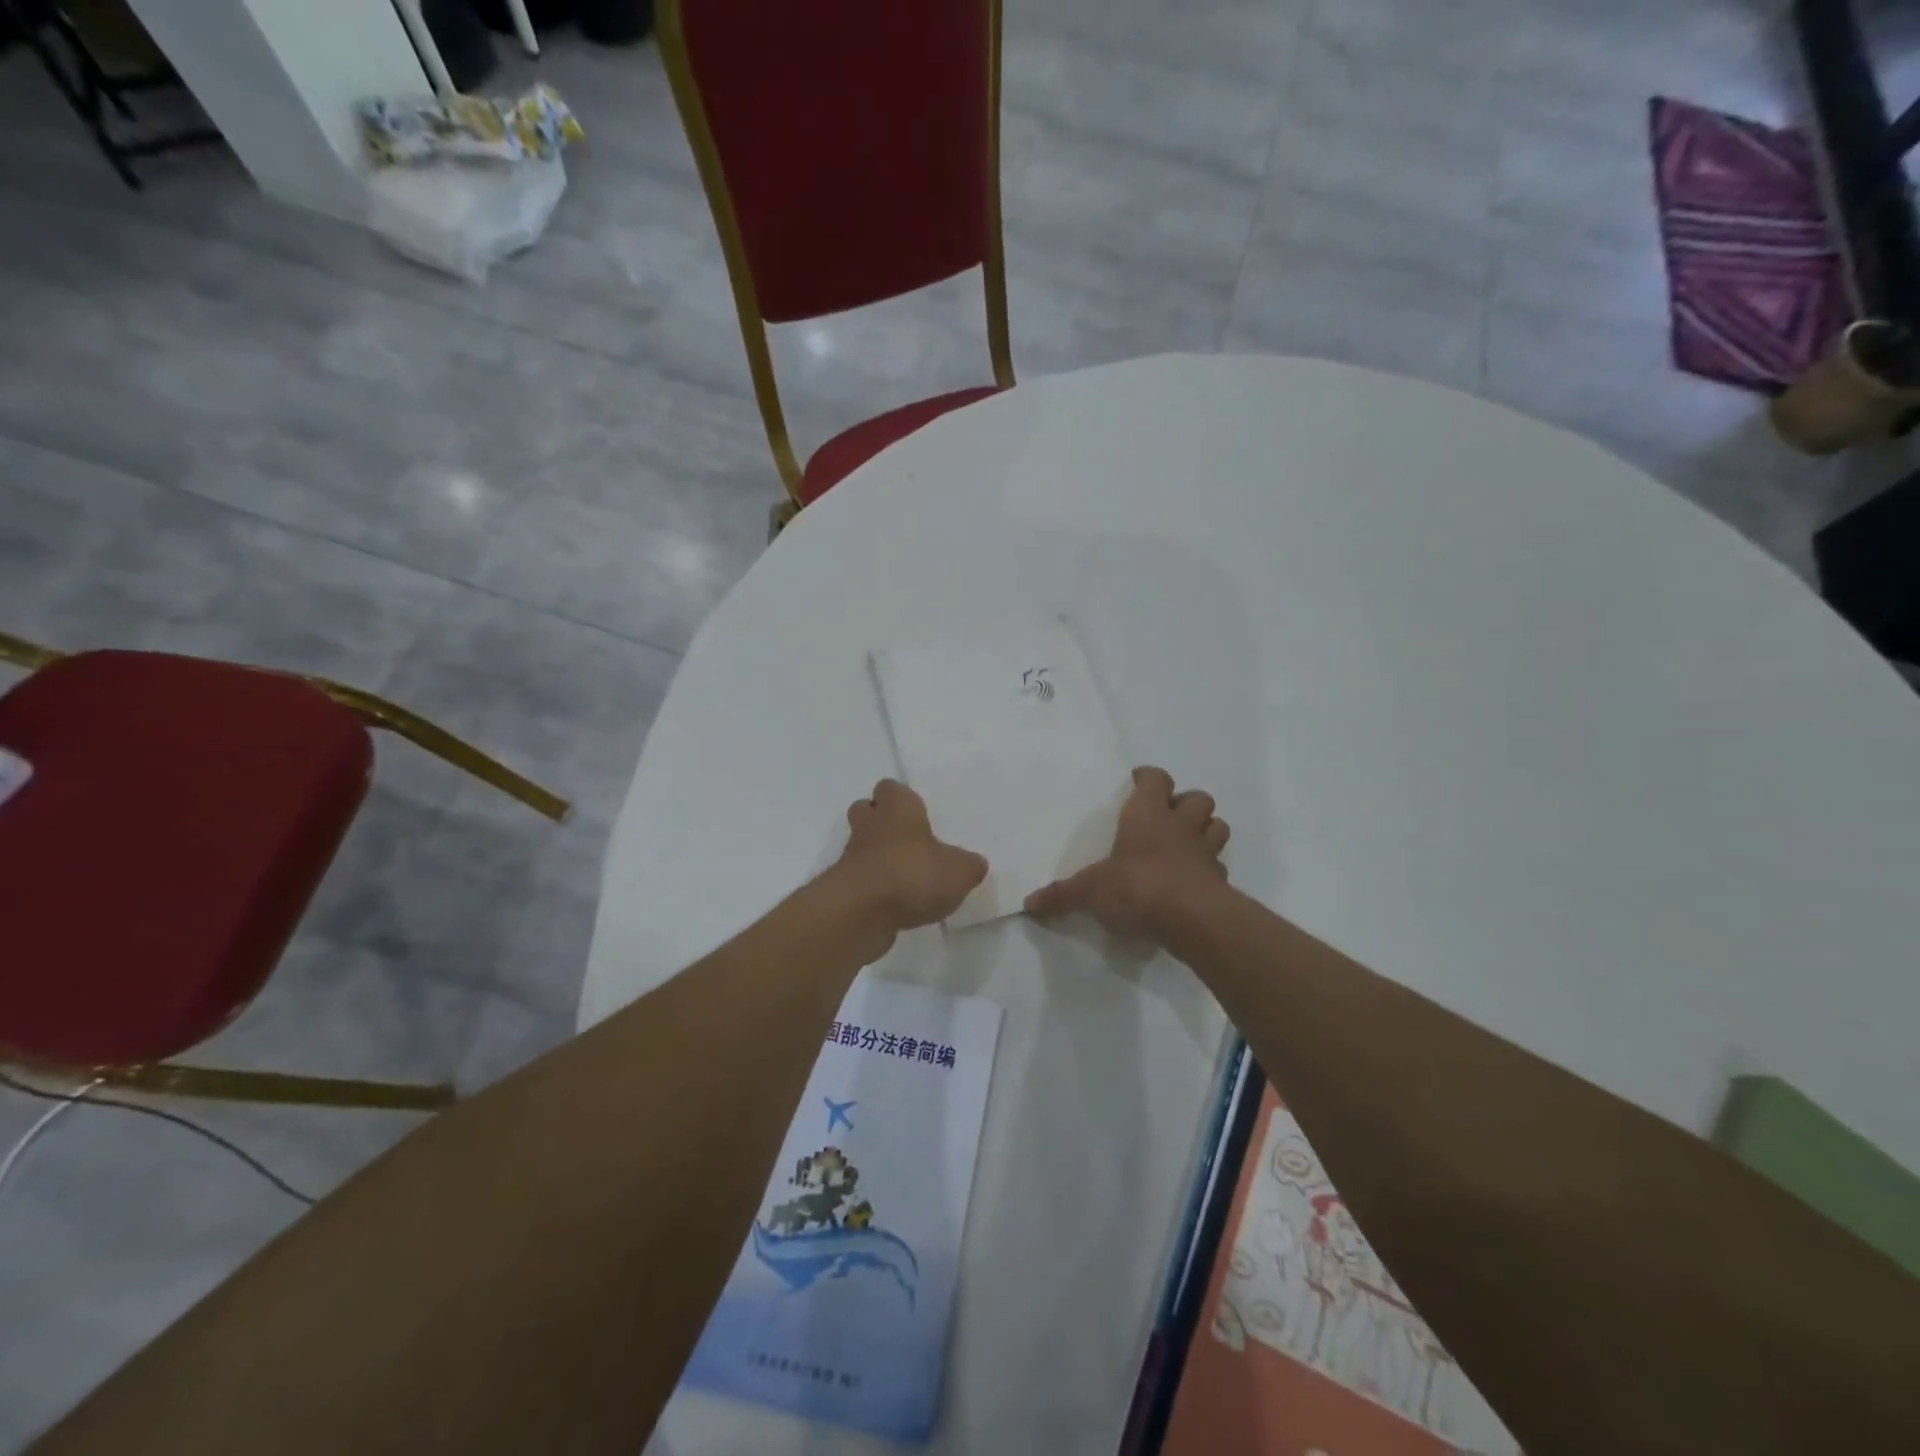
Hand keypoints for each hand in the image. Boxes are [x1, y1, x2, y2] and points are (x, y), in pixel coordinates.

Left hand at [835, 779, 988, 930]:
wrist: (860, 912)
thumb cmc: (913, 874)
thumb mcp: (959, 871)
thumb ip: (968, 865)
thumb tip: (973, 864)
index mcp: (898, 809)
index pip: (891, 788)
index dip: (901, 798)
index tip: (917, 813)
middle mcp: (870, 825)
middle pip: (866, 810)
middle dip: (881, 820)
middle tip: (906, 839)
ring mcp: (851, 856)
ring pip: (861, 845)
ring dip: (877, 856)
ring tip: (905, 876)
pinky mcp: (843, 887)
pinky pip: (859, 879)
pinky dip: (873, 887)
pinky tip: (895, 903)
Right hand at [1024, 766, 1228, 938]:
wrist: (1191, 918)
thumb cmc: (1136, 886)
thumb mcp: (1090, 891)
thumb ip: (1062, 896)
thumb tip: (1029, 905)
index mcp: (1148, 814)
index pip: (1156, 780)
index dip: (1149, 777)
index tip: (1139, 779)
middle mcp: (1180, 826)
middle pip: (1198, 798)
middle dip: (1186, 803)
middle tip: (1168, 815)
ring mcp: (1205, 853)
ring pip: (1217, 826)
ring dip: (1206, 830)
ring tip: (1187, 842)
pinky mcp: (1220, 882)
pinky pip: (1219, 867)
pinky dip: (1210, 870)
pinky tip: (1194, 882)